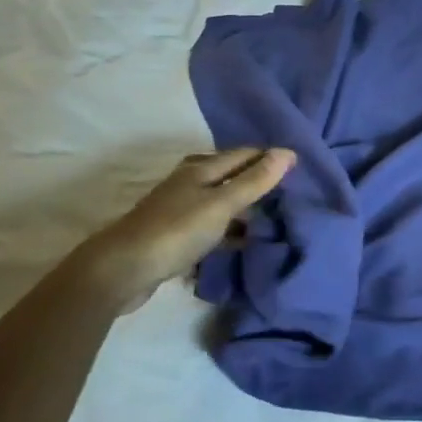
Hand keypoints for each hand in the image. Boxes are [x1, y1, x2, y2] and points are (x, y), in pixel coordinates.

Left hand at [67, 148, 295, 311]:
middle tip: (288, 192)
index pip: (242, 154)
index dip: (268, 157)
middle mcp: (189, 183)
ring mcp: (179, 210)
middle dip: (256, 181)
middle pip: (229, 176)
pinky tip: (241, 244)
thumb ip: (254, 181)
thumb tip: (287, 151)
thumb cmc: (176, 231)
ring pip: (219, 202)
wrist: (123, 269)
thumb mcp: (221, 204)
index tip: (298, 164)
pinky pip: (210, 227)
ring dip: (242, 208)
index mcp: (200, 169)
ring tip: (271, 219)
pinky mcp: (174, 237)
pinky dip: (227, 232)